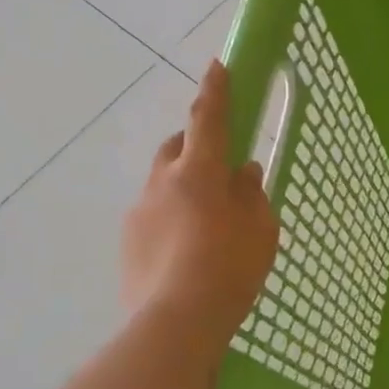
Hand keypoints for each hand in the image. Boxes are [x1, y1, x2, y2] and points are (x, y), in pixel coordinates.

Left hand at [121, 60, 277, 347]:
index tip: (217, 65)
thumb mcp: (260, 229)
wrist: (175, 323)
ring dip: (184, 184)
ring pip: (163, 182)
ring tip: (209, 218)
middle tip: (220, 162)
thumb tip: (244, 172)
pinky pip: (154, 214)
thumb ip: (252, 194)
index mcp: (199, 173)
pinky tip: (190, 247)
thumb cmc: (230, 268)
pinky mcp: (128, 242)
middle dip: (196, 142)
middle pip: (176, 147)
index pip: (208, 120)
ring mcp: (139, 212)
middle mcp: (162, 183)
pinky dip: (172, 215)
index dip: (215, 91)